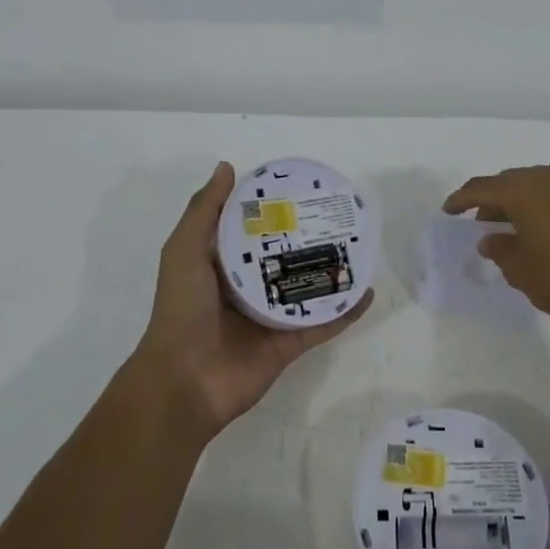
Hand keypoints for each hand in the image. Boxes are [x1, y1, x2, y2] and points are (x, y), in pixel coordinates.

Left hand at [132, 162, 372, 438]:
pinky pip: (323, 324)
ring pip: (308, 288)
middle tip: (338, 214)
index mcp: (222, 265)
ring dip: (332, 272)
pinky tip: (368, 292)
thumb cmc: (182, 310)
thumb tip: (227, 167)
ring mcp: (270, 318)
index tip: (300, 188)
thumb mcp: (184, 251)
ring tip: (360, 248)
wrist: (184, 381)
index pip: (253, 230)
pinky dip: (346, 311)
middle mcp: (248, 288)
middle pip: (285, 257)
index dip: (273, 210)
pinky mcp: (288, 345)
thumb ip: (204, 211)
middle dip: (309, 238)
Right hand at [442, 163, 549, 330]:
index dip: (461, 199)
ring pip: (535, 186)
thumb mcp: (520, 270)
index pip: (481, 188)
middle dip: (491, 199)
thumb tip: (490, 238)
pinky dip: (542, 205)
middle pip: (509, 182)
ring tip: (510, 226)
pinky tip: (541, 228)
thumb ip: (500, 249)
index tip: (448, 211)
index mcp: (523, 190)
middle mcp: (548, 178)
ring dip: (518, 201)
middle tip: (479, 220)